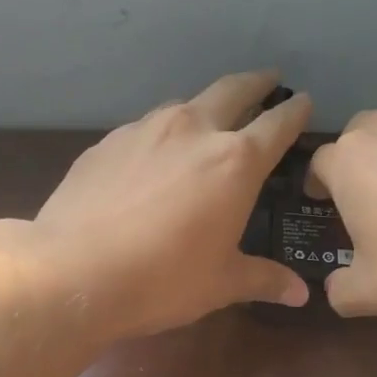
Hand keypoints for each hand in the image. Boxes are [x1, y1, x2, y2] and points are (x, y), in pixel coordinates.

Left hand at [0, 71, 312, 339]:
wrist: (73, 270)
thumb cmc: (163, 279)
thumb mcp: (221, 284)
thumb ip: (264, 279)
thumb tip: (300, 294)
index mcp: (234, 162)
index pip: (276, 124)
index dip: (294, 112)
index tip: (303, 101)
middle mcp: (193, 130)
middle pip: (232, 91)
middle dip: (255, 84)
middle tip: (268, 81)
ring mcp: (145, 130)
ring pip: (185, 105)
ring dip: (205, 106)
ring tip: (208, 120)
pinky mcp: (107, 142)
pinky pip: (145, 129)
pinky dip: (161, 134)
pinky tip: (153, 157)